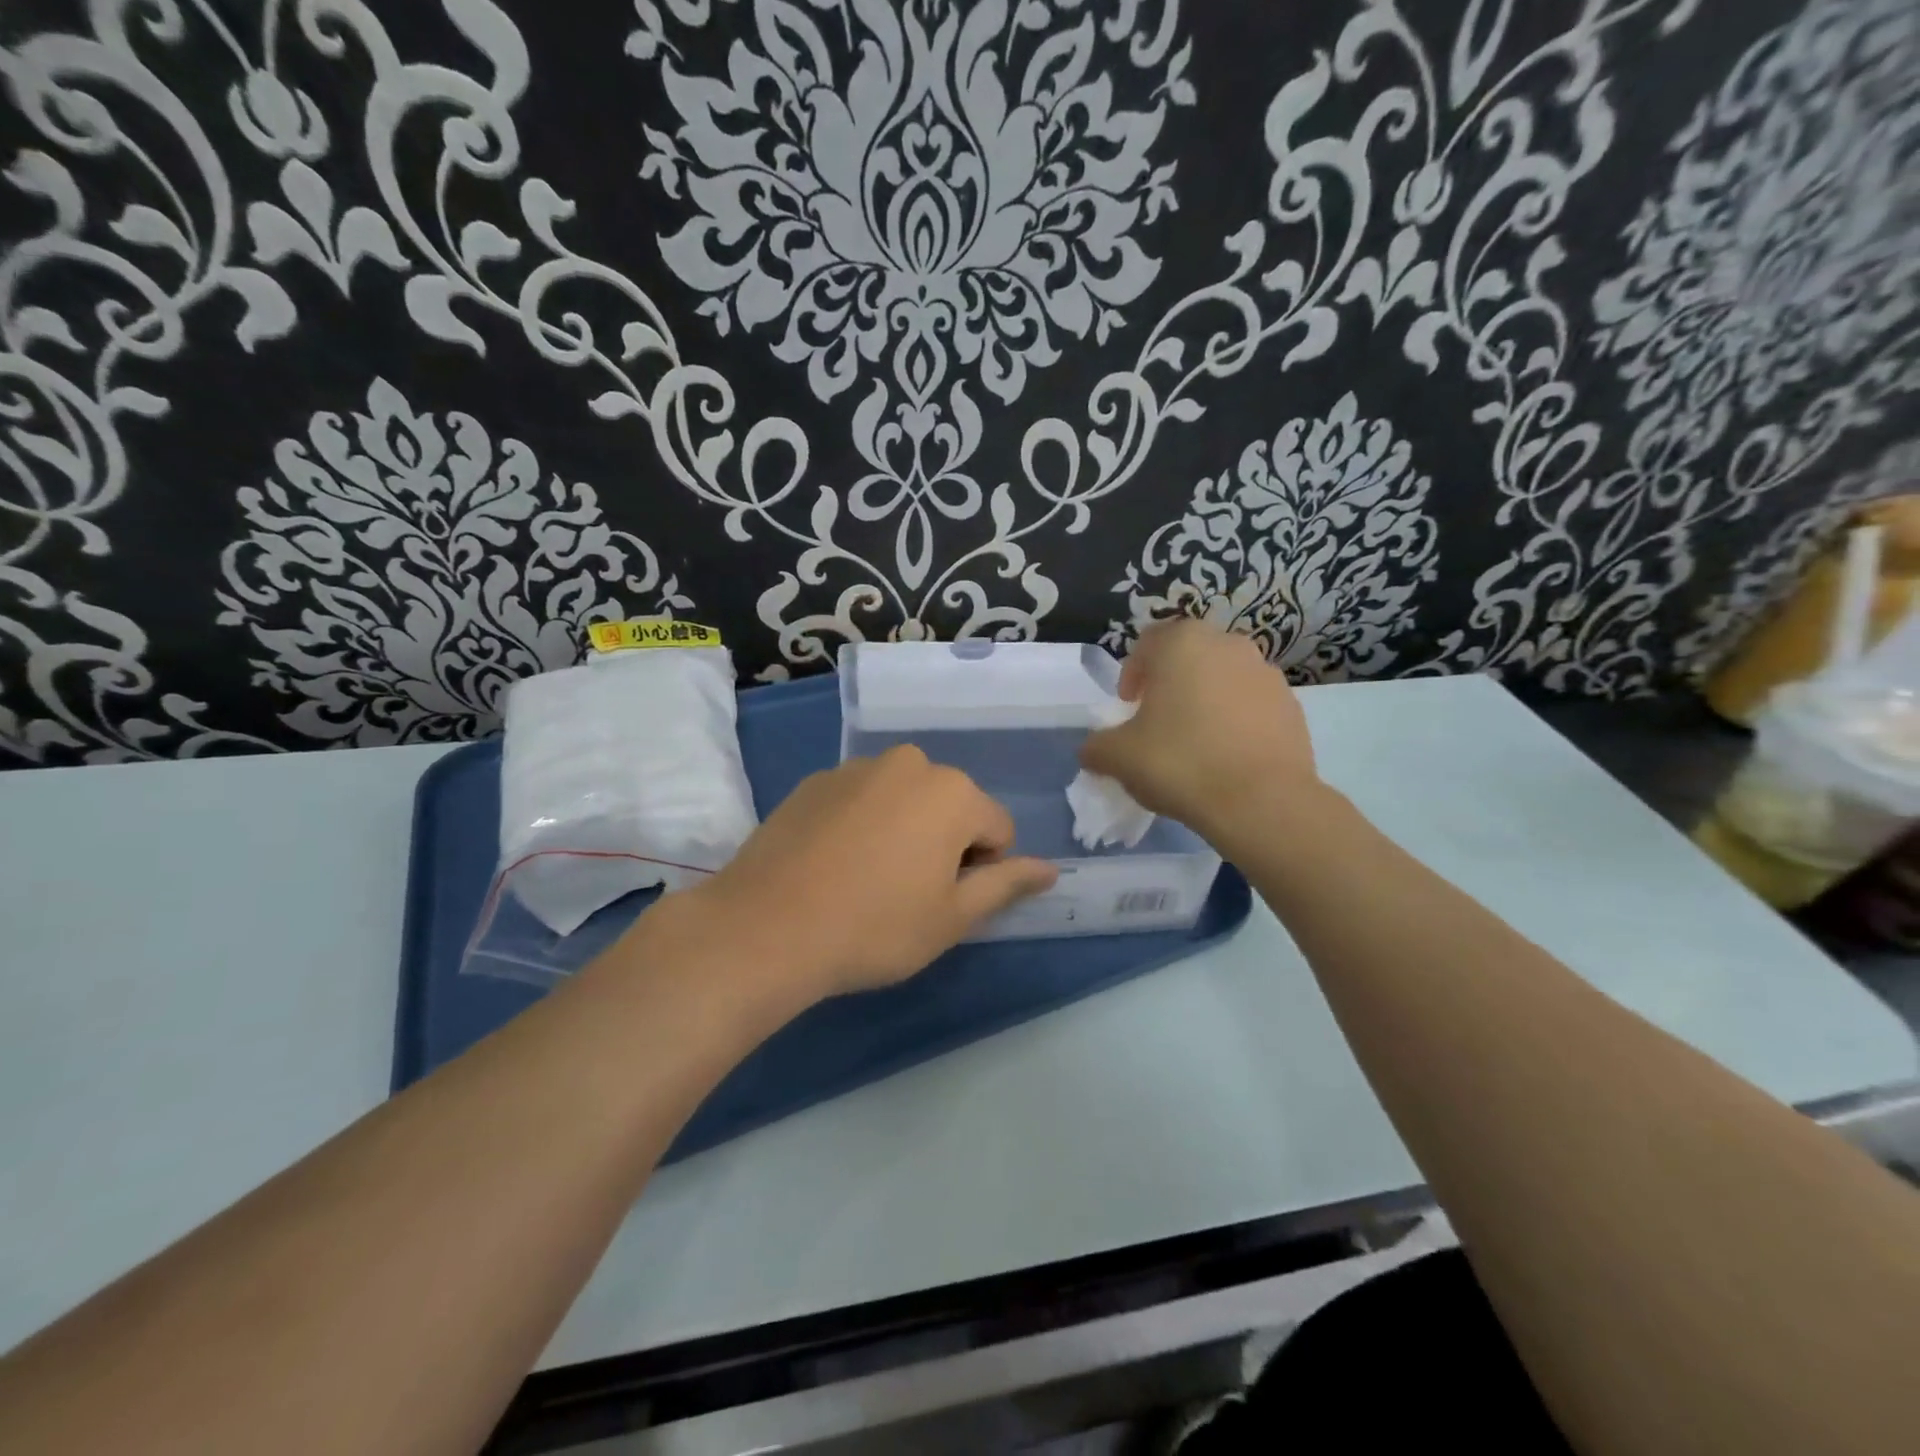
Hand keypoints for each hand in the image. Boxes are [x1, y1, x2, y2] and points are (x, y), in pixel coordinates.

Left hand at [678, 746, 1057, 1001]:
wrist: (766, 926)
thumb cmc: (875, 926)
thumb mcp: (952, 917)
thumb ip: (1006, 885)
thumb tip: (1051, 869)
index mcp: (953, 792)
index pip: (997, 830)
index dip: (981, 872)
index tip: (943, 903)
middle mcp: (910, 764)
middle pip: (950, 807)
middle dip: (942, 844)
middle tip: (906, 894)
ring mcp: (857, 767)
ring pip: (904, 800)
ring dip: (902, 831)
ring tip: (866, 880)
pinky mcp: (815, 780)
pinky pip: (861, 799)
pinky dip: (861, 824)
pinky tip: (832, 865)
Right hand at [1080, 620, 1321, 847]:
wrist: (1260, 801)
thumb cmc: (1179, 763)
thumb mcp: (1117, 757)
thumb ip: (1097, 746)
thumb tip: (1094, 750)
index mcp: (1182, 643)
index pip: (1147, 642)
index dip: (1132, 673)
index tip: (1129, 707)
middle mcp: (1228, 645)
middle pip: (1189, 657)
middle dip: (1171, 684)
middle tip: (1158, 722)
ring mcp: (1266, 674)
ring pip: (1223, 679)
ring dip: (1206, 701)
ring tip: (1195, 743)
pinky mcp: (1292, 706)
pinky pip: (1252, 706)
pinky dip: (1236, 722)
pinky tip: (1227, 758)